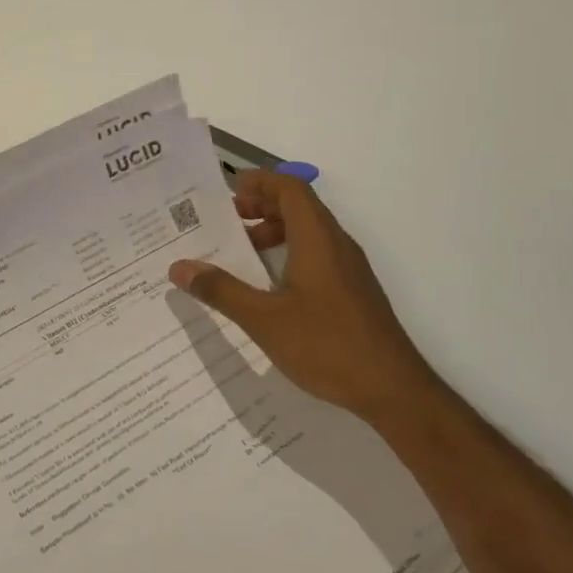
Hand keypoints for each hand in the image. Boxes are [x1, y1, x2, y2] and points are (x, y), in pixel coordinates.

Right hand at [167, 170, 431, 425]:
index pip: (290, 188)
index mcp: (317, 238)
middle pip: (299, 205)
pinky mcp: (354, 290)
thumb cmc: (327, 345)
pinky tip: (271, 285)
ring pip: (310, 231)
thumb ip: (221, 290)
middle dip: (262, 204)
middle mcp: (336, 244)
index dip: (259, 181)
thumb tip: (179, 267)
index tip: (227, 190)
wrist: (394, 390)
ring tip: (244, 250)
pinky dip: (290, 252)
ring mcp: (349, 268)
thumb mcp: (264, 319)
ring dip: (276, 230)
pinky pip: (318, 253)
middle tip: (228, 219)